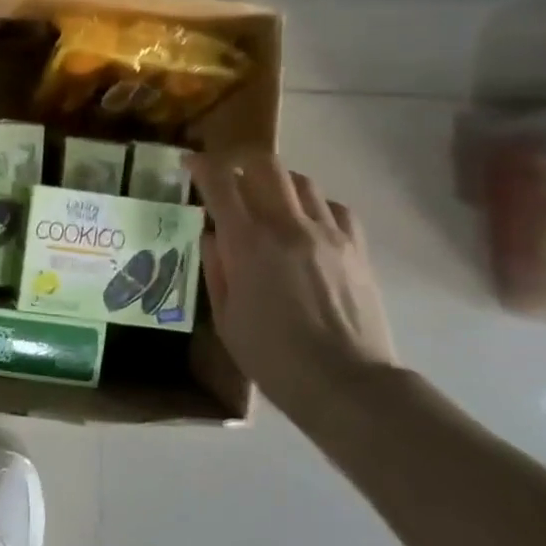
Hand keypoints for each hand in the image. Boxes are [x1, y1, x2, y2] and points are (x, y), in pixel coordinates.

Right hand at [189, 148, 396, 403]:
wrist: (347, 384)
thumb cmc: (274, 359)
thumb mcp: (226, 319)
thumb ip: (216, 269)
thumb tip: (212, 236)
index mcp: (248, 243)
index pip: (220, 183)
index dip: (201, 166)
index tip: (190, 163)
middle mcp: (287, 225)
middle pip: (265, 165)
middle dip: (240, 161)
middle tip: (229, 175)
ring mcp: (327, 233)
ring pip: (301, 180)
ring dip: (277, 182)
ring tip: (268, 200)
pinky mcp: (355, 247)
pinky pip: (334, 207)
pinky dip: (314, 206)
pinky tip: (307, 224)